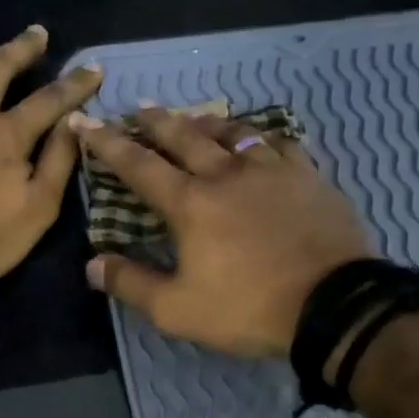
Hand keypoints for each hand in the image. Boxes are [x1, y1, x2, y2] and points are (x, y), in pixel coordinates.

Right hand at [74, 107, 371, 356]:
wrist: (333, 305)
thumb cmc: (248, 308)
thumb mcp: (177, 309)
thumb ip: (132, 284)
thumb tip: (92, 264)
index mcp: (190, 204)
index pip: (138, 165)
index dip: (107, 143)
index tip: (85, 121)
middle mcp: (226, 175)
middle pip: (184, 137)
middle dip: (156, 121)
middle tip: (140, 107)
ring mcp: (271, 171)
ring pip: (232, 132)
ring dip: (206, 122)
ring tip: (193, 117)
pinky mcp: (308, 177)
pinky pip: (279, 144)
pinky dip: (259, 136)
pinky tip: (258, 139)